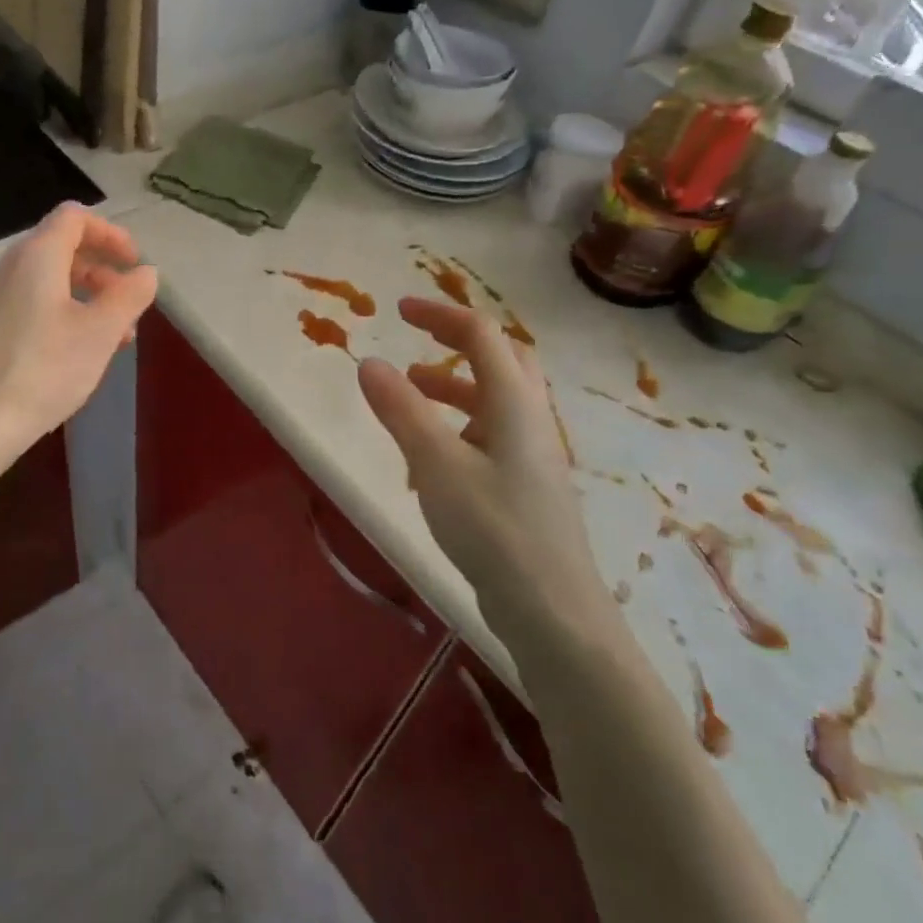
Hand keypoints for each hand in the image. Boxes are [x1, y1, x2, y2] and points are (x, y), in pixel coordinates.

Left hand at [0, 203, 157, 465]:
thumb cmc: (41, 372)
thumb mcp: (100, 333)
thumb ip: (129, 296)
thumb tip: (146, 272)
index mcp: (35, 256)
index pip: (74, 218)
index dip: (111, 233)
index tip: (134, 264)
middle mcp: (4, 267)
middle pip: (58, 249)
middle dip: (100, 272)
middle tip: (127, 307)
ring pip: (42, 281)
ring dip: (81, 297)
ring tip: (107, 339)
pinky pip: (23, 304)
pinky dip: (55, 314)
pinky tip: (67, 356)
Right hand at [357, 299, 609, 638]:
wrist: (553, 611)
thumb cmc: (494, 529)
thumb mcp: (437, 464)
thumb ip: (402, 410)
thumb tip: (369, 362)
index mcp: (514, 402)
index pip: (481, 335)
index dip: (440, 315)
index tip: (398, 311)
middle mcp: (530, 420)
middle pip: (501, 360)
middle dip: (456, 343)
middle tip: (416, 342)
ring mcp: (533, 455)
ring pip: (495, 400)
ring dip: (454, 386)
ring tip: (410, 394)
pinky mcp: (527, 487)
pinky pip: (491, 436)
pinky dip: (458, 427)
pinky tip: (429, 458)